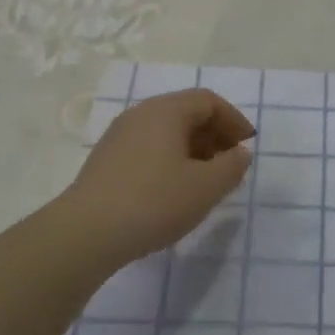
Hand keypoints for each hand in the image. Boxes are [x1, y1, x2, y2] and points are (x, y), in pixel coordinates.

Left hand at [63, 88, 254, 268]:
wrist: (86, 233)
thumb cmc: (155, 202)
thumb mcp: (206, 187)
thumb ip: (232, 166)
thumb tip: (240, 153)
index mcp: (166, 111)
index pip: (208, 101)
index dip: (234, 120)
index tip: (248, 145)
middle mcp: (140, 114)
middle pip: (186, 113)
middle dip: (214, 135)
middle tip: (231, 163)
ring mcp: (119, 136)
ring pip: (166, 132)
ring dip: (193, 149)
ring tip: (205, 180)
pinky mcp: (106, 161)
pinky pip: (148, 148)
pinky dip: (170, 160)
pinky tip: (174, 191)